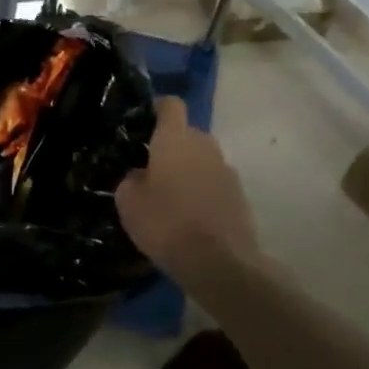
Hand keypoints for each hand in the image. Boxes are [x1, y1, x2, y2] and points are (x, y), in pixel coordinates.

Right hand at [114, 97, 262, 284]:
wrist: (220, 263)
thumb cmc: (166, 224)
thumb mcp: (128, 202)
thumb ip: (132, 179)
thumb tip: (141, 175)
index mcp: (175, 139)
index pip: (170, 105)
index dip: (156, 108)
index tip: (142, 122)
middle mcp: (205, 145)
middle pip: (187, 133)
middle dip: (170, 145)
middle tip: (150, 167)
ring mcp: (227, 170)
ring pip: (202, 159)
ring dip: (187, 169)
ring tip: (170, 195)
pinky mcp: (240, 195)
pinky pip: (214, 182)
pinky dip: (202, 191)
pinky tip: (189, 216)